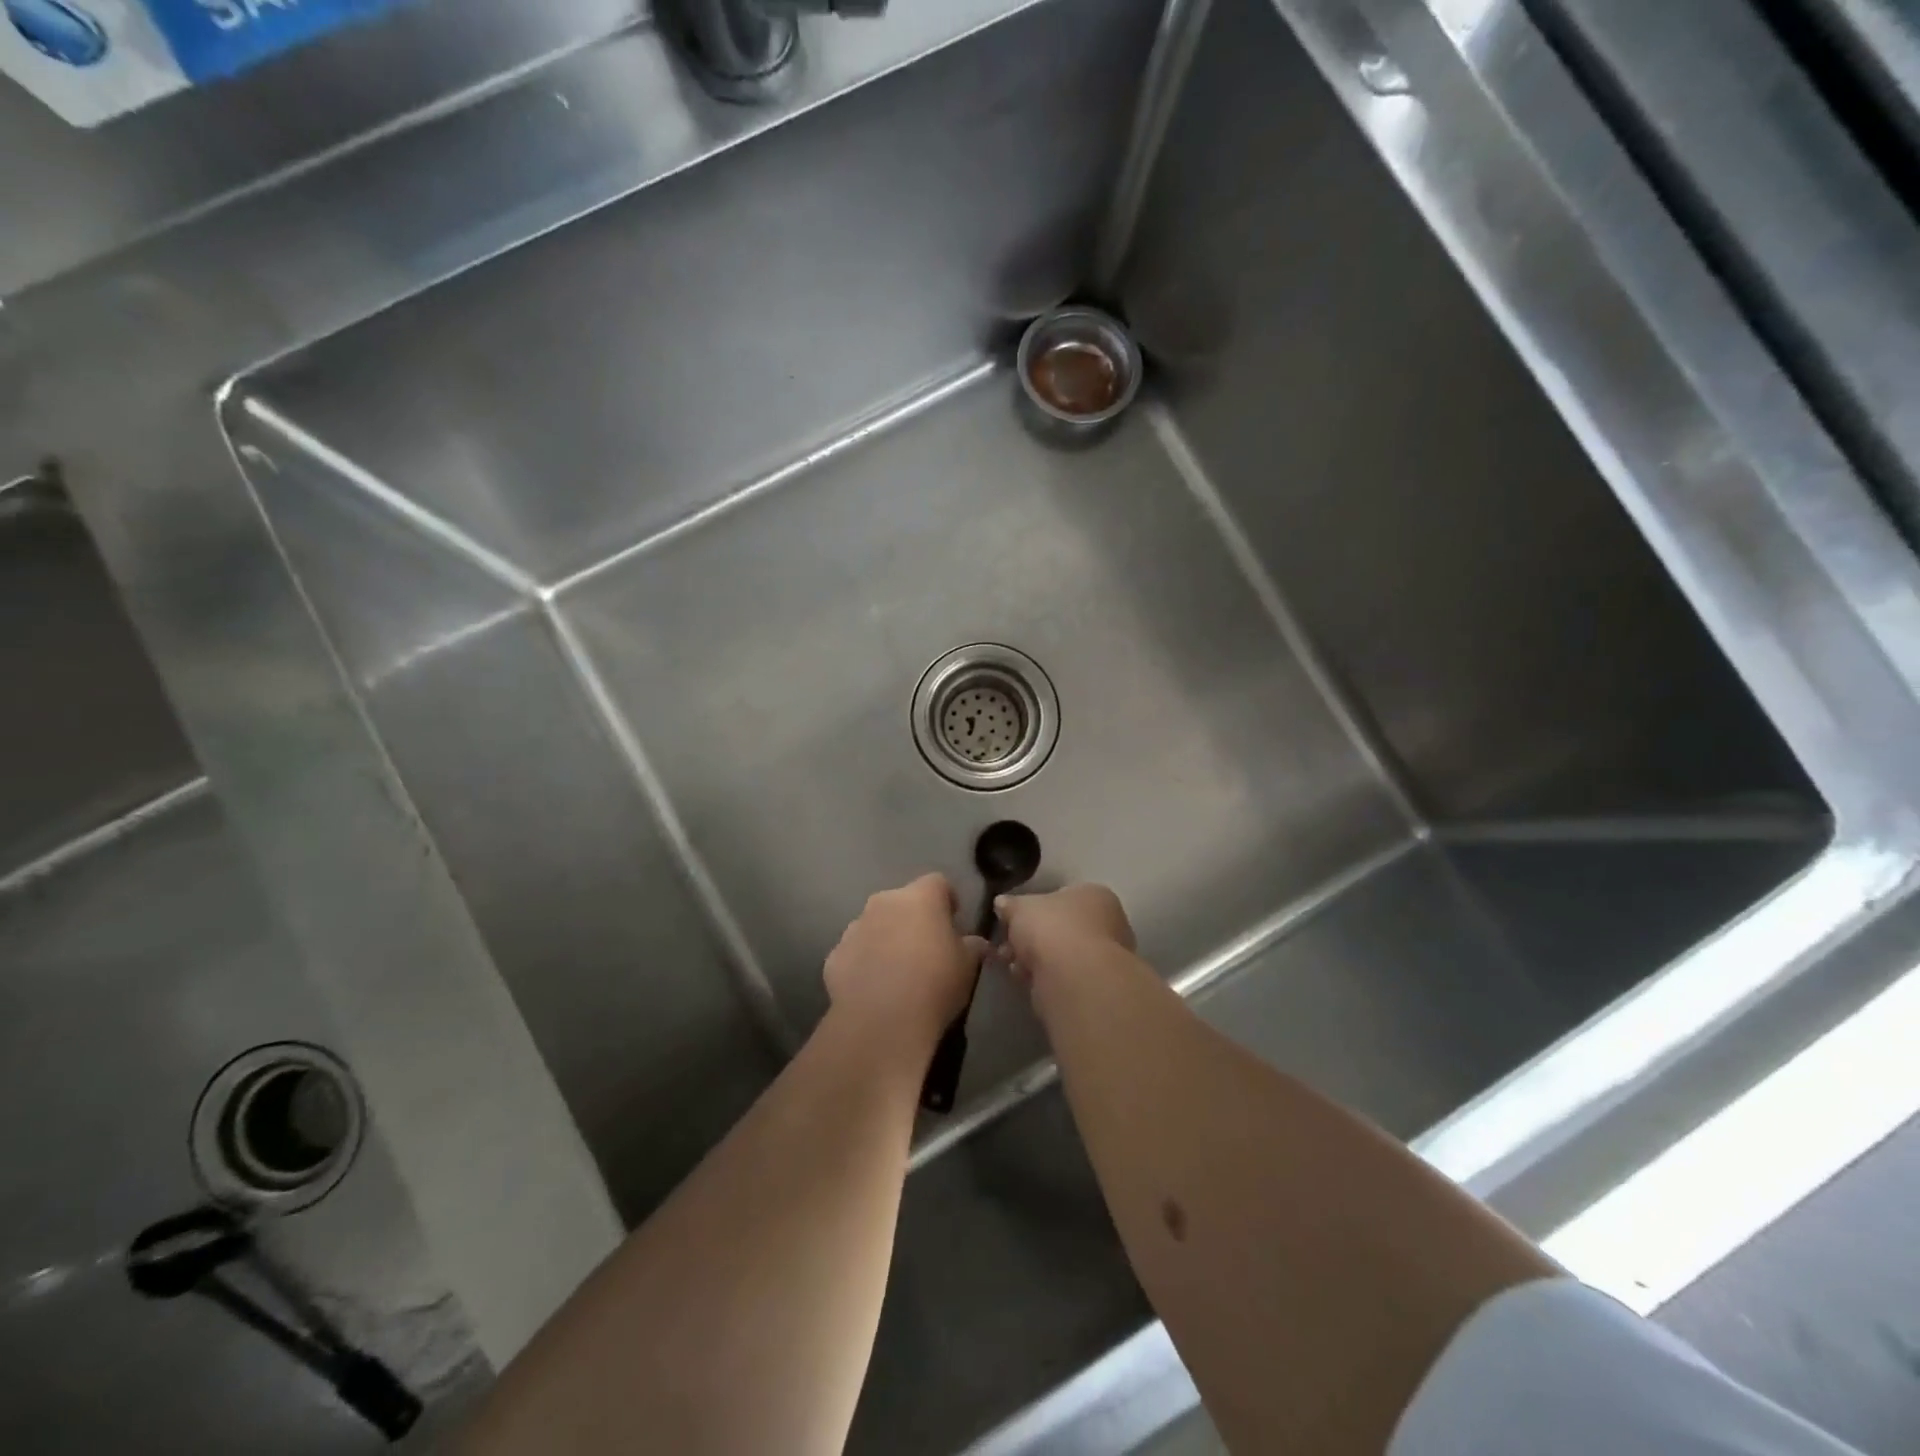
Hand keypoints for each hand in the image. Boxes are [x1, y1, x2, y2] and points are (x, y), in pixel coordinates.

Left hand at [824, 874, 985, 1054]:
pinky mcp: (835, 955)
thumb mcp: (968, 966)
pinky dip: (864, 963)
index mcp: (920, 897)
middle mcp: (884, 902)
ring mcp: (854, 927)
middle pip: (902, 902)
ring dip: (886, 938)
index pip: (938, 882)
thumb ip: (972, 947)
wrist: (882, 1021)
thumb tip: (975, 942)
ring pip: (875, 925)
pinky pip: (855, 952)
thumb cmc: (934, 984)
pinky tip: (874, 989)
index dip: (947, 900)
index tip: (953, 921)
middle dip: (913, 919)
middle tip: (926, 948)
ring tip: (898, 971)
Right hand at [996, 883, 1135, 985]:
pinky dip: (1044, 978)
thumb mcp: (1020, 908)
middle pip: (1061, 927)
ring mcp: (1105, 957)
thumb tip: (1002, 903)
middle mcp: (1107, 922)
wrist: (1074, 978)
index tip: (1012, 921)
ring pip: (1061, 954)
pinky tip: (1026, 980)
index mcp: (1094, 895)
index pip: (1062, 897)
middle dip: (1031, 938)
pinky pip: (1063, 976)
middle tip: (1007, 946)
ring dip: (1035, 959)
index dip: (1034, 909)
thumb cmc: (1052, 928)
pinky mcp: (1096, 986)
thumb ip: (1010, 905)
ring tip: (1012, 966)